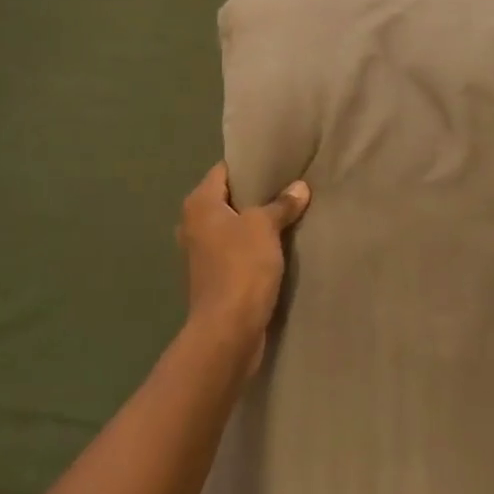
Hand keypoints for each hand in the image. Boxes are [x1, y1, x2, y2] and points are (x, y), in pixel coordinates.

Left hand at [178, 163, 309, 374]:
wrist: (228, 331)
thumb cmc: (241, 267)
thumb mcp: (265, 228)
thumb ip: (281, 205)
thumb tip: (299, 187)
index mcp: (199, 204)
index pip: (224, 170)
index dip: (250, 165)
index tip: (277, 162)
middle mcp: (193, 224)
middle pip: (229, 198)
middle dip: (256, 194)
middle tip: (289, 185)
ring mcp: (201, 253)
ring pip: (233, 226)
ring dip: (256, 223)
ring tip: (289, 212)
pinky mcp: (213, 277)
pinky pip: (236, 250)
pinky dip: (253, 246)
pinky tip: (279, 244)